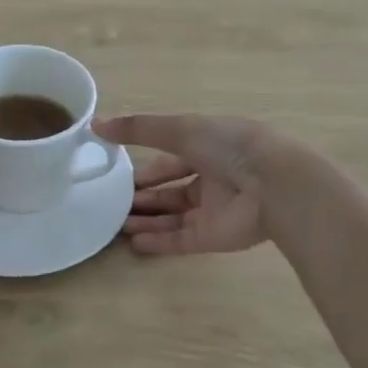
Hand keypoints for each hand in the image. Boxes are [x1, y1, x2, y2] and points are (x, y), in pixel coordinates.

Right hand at [95, 114, 282, 256]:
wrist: (272, 184)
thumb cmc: (228, 146)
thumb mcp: (180, 128)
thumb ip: (138, 128)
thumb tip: (95, 124)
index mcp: (209, 148)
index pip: (172, 157)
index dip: (146, 166)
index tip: (117, 172)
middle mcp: (212, 179)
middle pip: (171, 190)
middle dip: (143, 196)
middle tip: (111, 203)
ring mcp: (214, 210)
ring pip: (173, 216)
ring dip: (146, 219)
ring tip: (116, 224)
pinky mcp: (214, 237)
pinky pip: (181, 240)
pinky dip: (158, 241)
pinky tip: (133, 243)